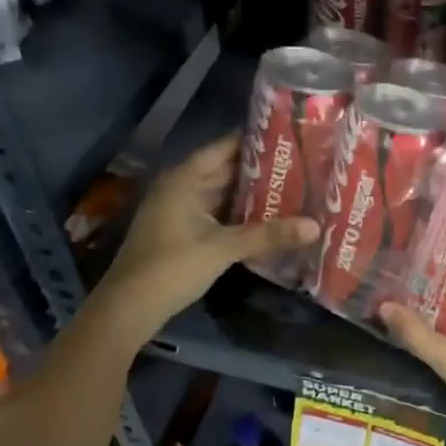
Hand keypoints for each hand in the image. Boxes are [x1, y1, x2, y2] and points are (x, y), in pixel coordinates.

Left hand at [88, 133, 316, 353]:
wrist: (129, 307)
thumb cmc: (172, 266)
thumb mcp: (224, 248)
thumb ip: (269, 235)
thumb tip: (316, 226)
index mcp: (184, 179)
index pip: (224, 148)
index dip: (254, 141)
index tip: (288, 137)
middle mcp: (180, 188)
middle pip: (224, 171)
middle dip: (258, 170)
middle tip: (299, 165)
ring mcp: (178, 211)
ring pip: (221, 194)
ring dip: (250, 194)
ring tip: (291, 188)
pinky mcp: (181, 232)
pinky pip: (216, 213)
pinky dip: (238, 214)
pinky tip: (266, 218)